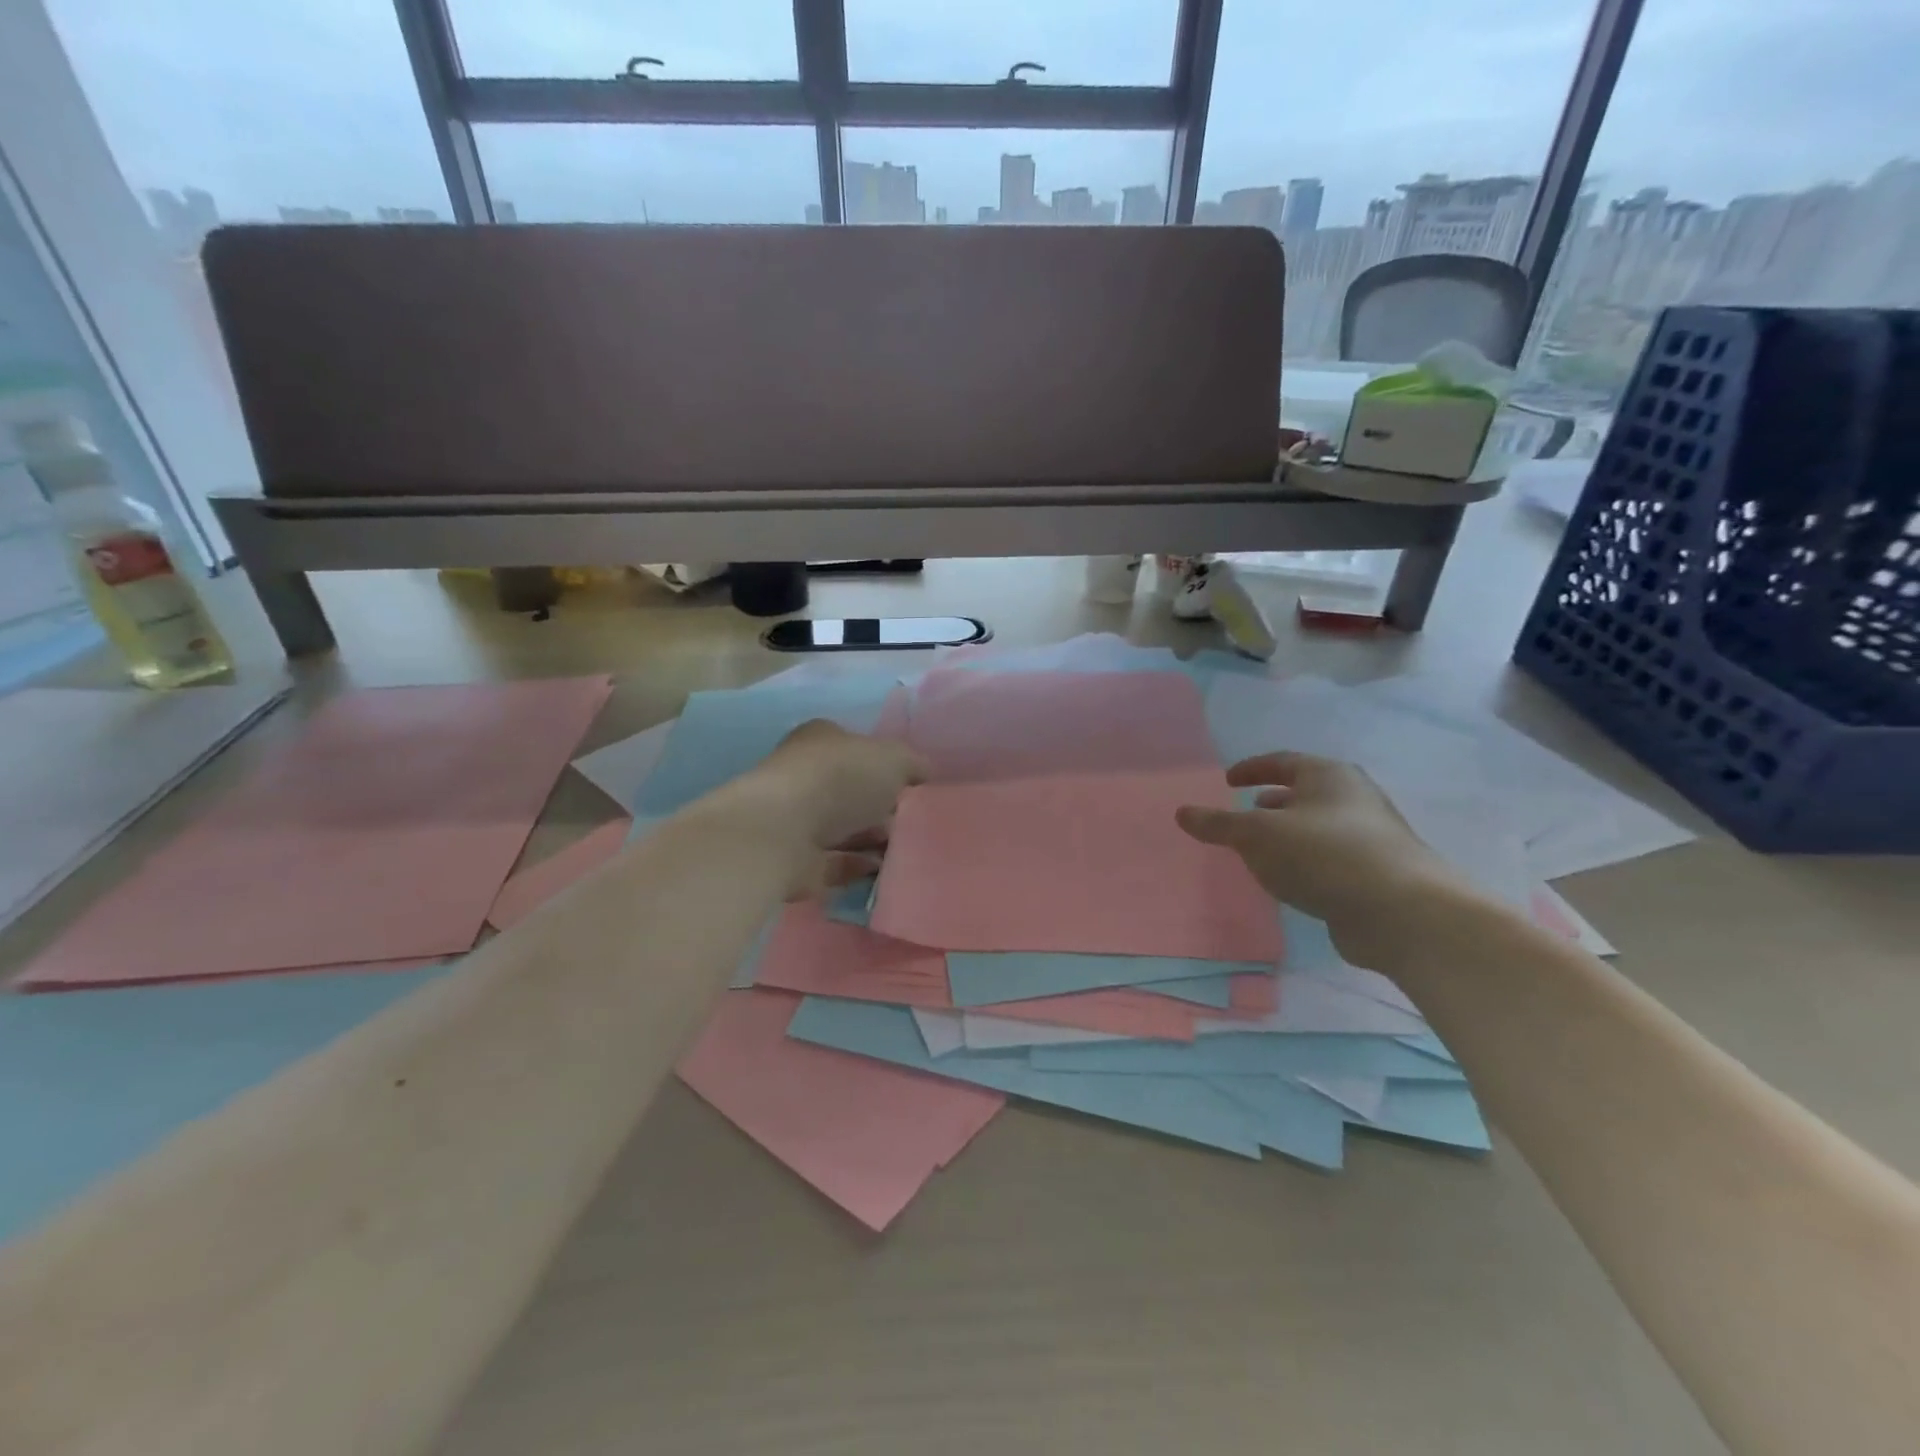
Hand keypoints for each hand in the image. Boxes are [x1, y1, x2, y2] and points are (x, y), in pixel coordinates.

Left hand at [746, 721, 927, 893]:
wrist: (785, 831)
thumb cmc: (840, 778)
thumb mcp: (894, 758)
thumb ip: (914, 765)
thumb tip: (924, 774)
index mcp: (821, 739)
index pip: (857, 748)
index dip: (886, 766)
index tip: (913, 787)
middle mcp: (803, 775)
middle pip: (850, 791)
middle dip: (880, 807)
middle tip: (913, 821)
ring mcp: (795, 819)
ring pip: (842, 829)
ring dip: (871, 839)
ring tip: (907, 850)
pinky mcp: (794, 859)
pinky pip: (835, 863)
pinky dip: (858, 867)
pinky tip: (885, 871)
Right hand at [1176, 752, 1467, 964]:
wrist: (1402, 912)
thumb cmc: (1323, 855)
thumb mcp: (1258, 835)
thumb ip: (1219, 824)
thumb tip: (1182, 812)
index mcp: (1327, 775)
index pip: (1282, 761)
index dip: (1251, 769)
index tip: (1227, 781)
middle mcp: (1353, 798)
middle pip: (1304, 792)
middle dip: (1271, 803)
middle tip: (1243, 816)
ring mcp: (1370, 837)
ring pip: (1317, 827)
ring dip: (1288, 835)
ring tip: (1261, 852)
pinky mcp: (1376, 874)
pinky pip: (1329, 858)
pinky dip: (1305, 862)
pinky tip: (1289, 881)